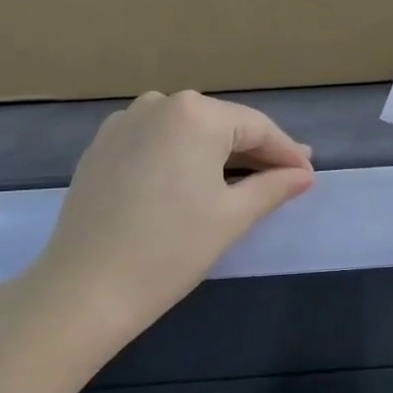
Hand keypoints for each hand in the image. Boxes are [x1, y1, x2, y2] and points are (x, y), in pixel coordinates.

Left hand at [27, 91, 314, 343]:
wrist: (84, 288)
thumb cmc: (169, 250)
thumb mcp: (231, 217)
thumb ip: (273, 187)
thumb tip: (304, 174)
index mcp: (195, 114)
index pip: (256, 127)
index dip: (286, 152)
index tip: (308, 174)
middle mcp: (159, 104)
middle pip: (221, 124)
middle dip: (253, 151)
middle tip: (284, 177)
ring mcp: (125, 122)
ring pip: (187, 131)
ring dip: (216, 153)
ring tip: (242, 180)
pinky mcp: (102, 145)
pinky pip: (156, 141)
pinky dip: (179, 157)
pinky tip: (190, 181)